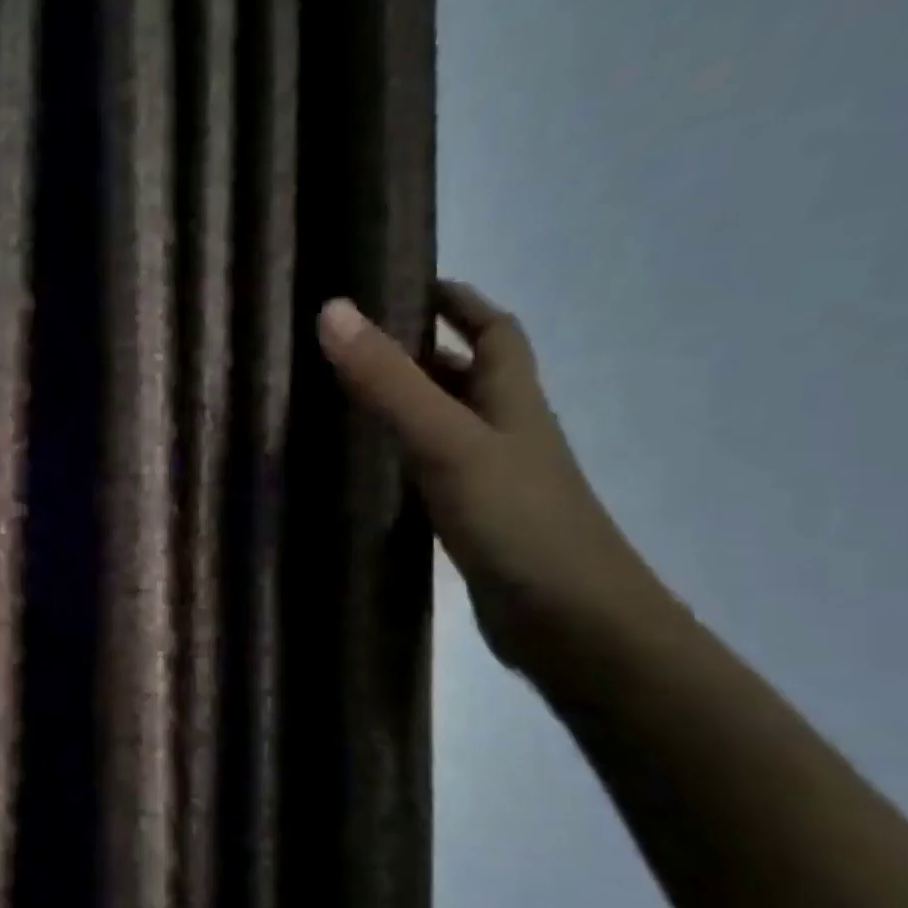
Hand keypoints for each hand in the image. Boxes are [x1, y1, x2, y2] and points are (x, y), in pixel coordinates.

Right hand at [316, 283, 661, 671]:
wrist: (574, 625)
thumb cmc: (518, 521)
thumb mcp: (446, 441)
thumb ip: (389, 382)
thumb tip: (333, 310)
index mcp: (512, 400)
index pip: (494, 330)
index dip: (459, 301)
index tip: (409, 282)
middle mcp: (507, 434)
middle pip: (469, 377)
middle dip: (422, 352)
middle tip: (354, 345)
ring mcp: (494, 484)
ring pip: (448, 428)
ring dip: (408, 408)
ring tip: (345, 400)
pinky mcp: (477, 527)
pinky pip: (435, 476)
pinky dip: (404, 462)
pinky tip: (369, 474)